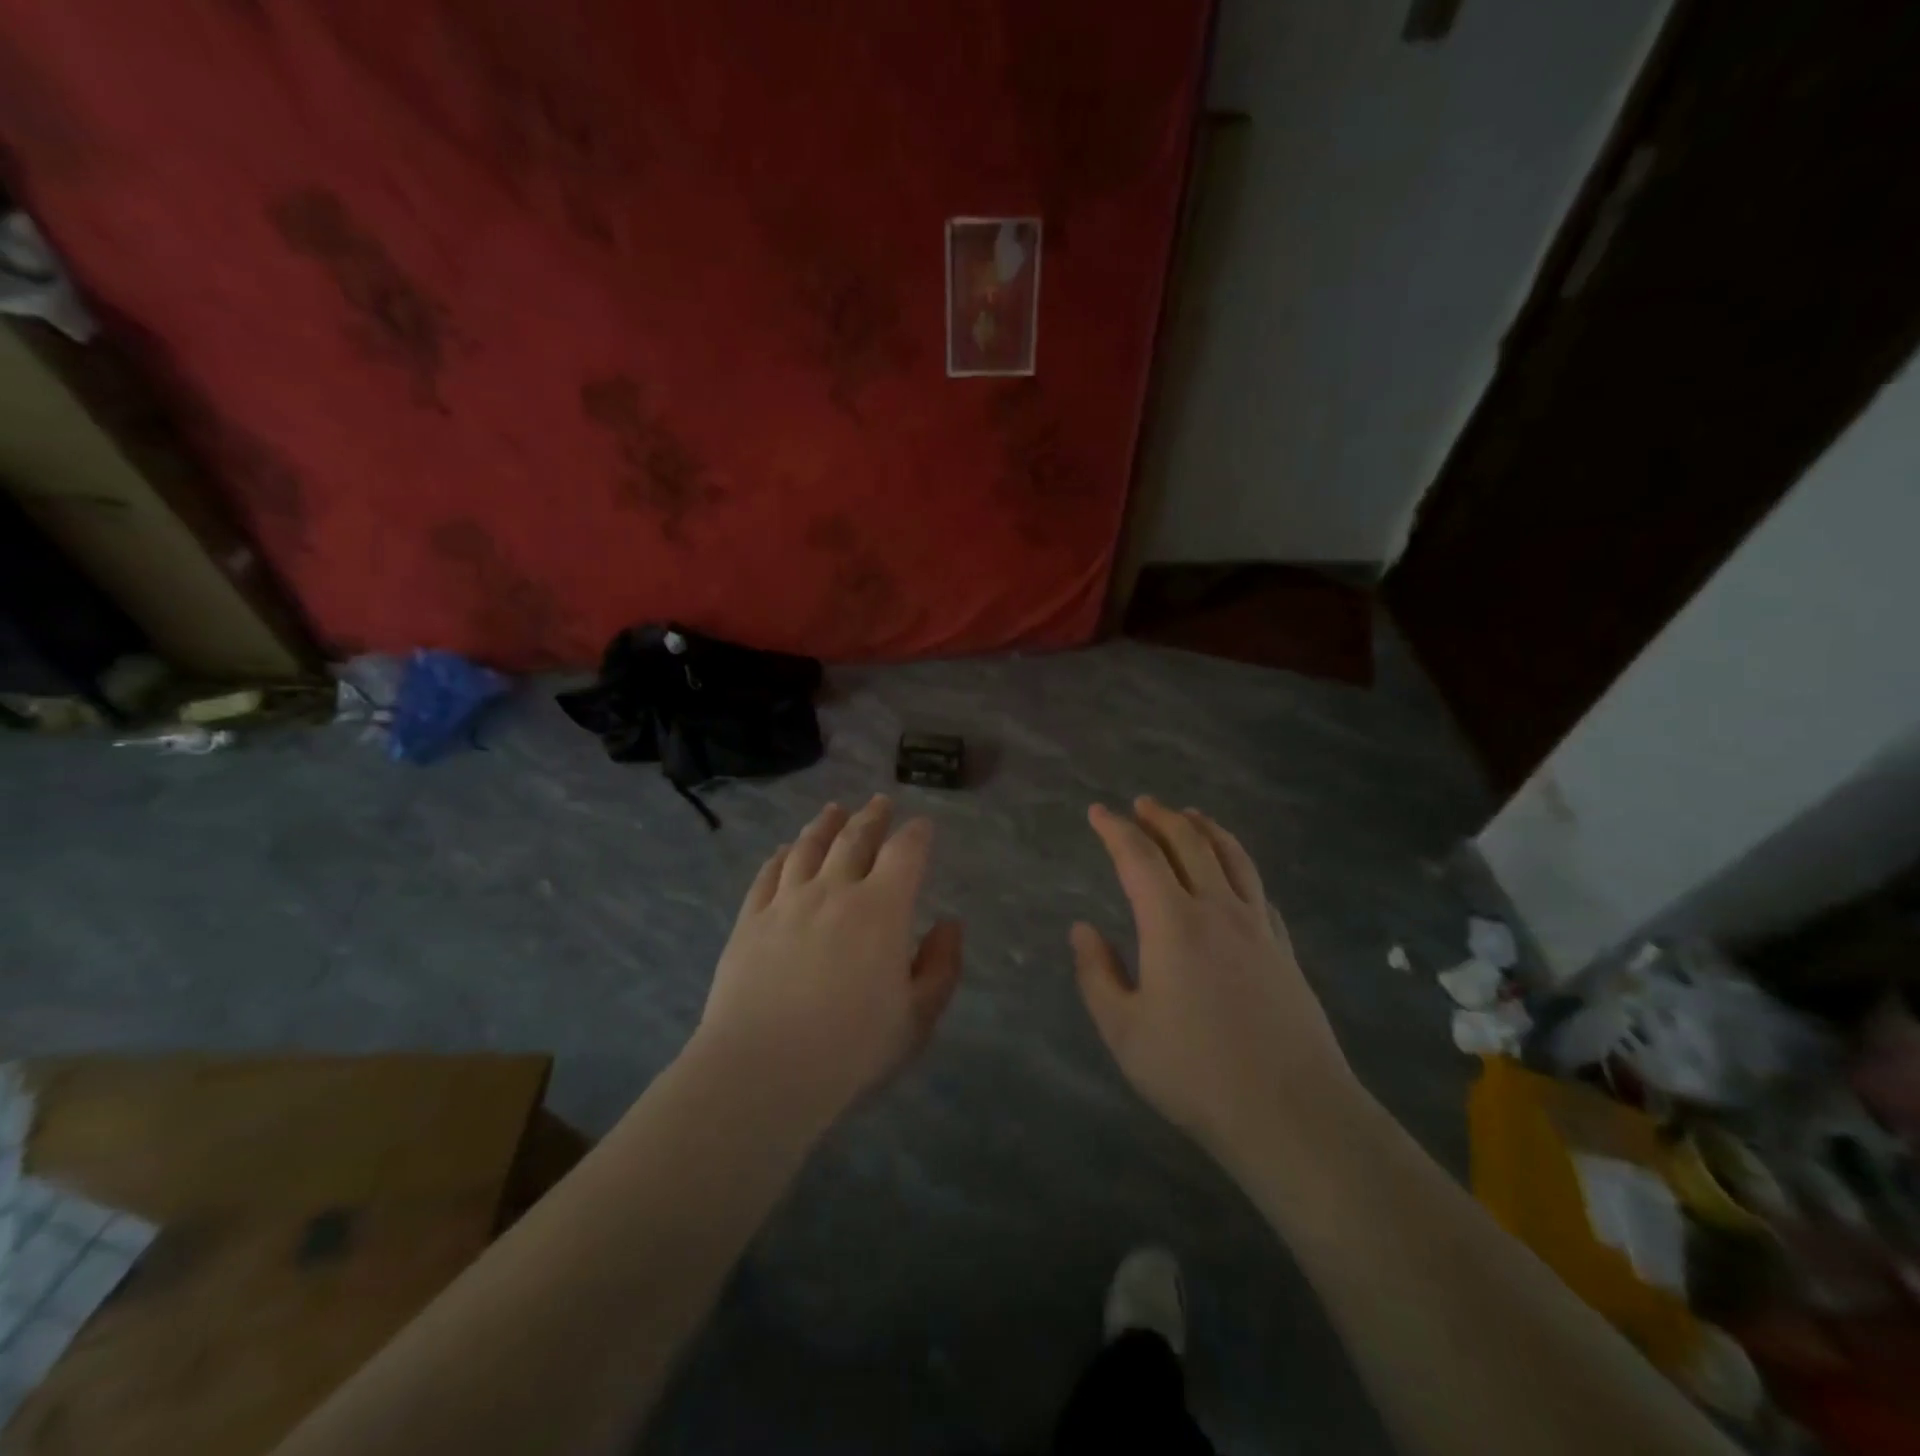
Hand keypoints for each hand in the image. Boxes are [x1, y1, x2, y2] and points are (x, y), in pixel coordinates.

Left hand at [692, 796, 962, 1127]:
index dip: (916, 834)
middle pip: (854, 838)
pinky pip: (767, 875)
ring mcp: (787, 902)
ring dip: (824, 824)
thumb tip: (949, 925)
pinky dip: (780, 856)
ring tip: (833, 810)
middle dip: (872, 817)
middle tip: (879, 802)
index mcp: (881, 909)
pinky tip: (783, 850)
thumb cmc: (851, 1049)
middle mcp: (834, 890)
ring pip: (808, 847)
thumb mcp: (916, 1017)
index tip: (922, 825)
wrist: (763, 1070)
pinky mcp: (750, 920)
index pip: (904, 853)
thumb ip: (941, 967)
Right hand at [1072, 798, 1358, 1166]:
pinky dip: (1239, 866)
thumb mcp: (1124, 1030)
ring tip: (1191, 815)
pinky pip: (1258, 890)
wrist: (1293, 1113)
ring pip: (1232, 858)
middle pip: (1190, 844)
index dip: (1115, 830)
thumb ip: (1097, 974)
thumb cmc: (1195, 1072)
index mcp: (1172, 924)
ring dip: (1206, 829)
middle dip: (1162, 817)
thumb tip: (1081, 929)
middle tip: (1142, 803)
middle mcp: (1217, 910)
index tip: (1097, 812)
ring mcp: (1258, 928)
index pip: (1139, 858)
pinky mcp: (1285, 950)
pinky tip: (1235, 874)